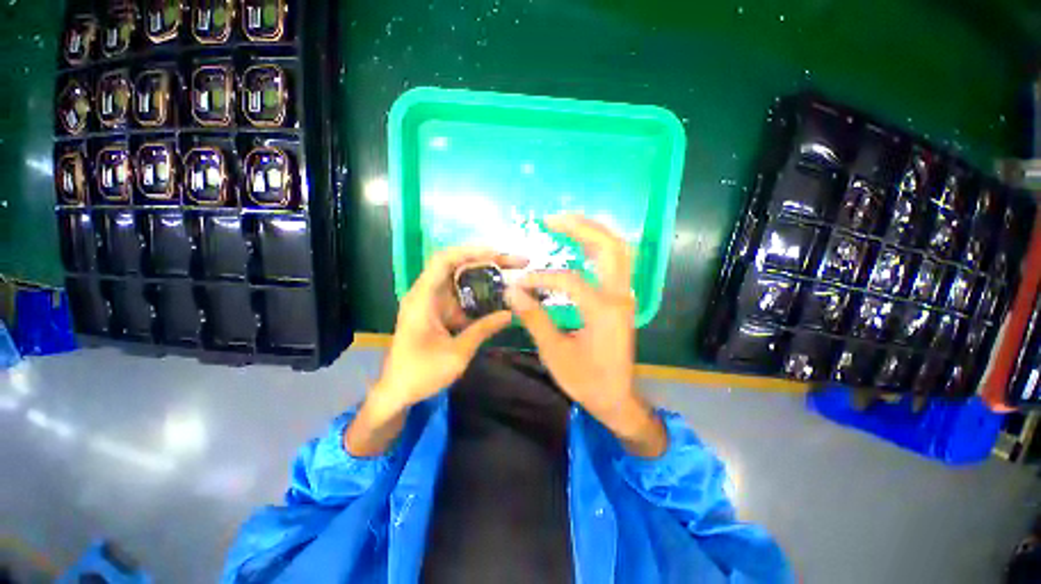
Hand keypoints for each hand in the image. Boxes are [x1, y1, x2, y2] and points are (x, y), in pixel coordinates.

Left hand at [347, 246, 525, 456]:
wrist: (397, 391)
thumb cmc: (420, 373)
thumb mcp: (456, 354)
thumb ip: (482, 330)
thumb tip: (510, 313)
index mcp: (423, 298)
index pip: (443, 260)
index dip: (470, 251)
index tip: (497, 253)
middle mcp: (426, 293)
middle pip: (456, 266)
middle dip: (486, 261)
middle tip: (515, 263)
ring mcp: (433, 302)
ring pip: (461, 280)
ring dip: (485, 276)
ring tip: (513, 275)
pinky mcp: (439, 312)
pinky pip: (462, 296)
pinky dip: (480, 294)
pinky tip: (499, 295)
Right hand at [505, 215, 666, 457]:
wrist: (616, 397)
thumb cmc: (586, 380)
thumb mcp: (555, 353)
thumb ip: (534, 318)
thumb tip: (512, 291)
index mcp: (603, 311)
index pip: (569, 280)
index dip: (541, 278)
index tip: (519, 284)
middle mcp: (619, 296)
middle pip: (608, 247)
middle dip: (581, 227)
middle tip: (552, 219)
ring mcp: (624, 296)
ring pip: (618, 250)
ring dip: (593, 231)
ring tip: (566, 222)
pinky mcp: (621, 299)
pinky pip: (616, 262)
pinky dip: (600, 246)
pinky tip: (583, 243)